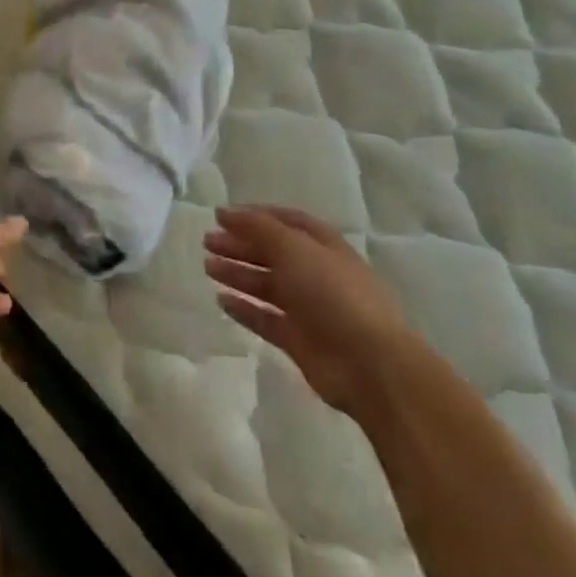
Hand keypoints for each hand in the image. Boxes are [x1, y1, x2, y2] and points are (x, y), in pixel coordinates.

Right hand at [205, 206, 413, 414]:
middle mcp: (316, 274)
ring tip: (208, 267)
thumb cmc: (332, 293)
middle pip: (272, 253)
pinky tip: (222, 300)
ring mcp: (309, 309)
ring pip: (266, 285)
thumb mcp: (293, 247)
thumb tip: (224, 212)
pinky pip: (266, 318)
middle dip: (240, 245)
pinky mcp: (299, 340)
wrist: (368, 364)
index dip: (255, 216)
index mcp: (323, 246)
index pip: (286, 222)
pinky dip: (244, 309)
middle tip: (207, 242)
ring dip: (238, 273)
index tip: (222, 216)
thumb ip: (256, 227)